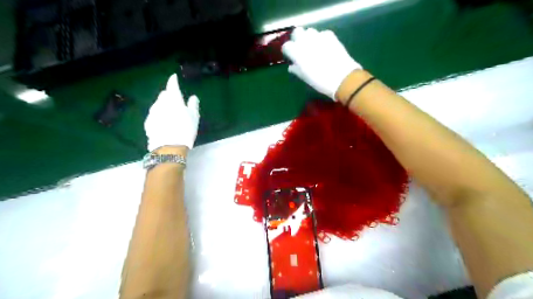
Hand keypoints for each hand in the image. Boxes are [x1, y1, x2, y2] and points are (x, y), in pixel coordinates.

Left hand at [144, 73, 199, 151]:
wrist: (169, 146)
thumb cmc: (185, 129)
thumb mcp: (194, 116)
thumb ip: (193, 104)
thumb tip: (193, 97)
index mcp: (173, 99)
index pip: (172, 85)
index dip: (173, 80)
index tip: (174, 77)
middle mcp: (160, 102)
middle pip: (164, 95)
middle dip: (169, 95)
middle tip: (176, 101)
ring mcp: (152, 112)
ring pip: (158, 104)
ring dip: (164, 106)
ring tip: (171, 114)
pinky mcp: (148, 122)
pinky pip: (154, 114)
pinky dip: (159, 115)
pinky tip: (164, 122)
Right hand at [283, 27, 362, 98]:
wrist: (342, 78)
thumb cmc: (320, 81)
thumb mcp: (305, 78)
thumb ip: (296, 69)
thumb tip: (292, 66)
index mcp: (297, 52)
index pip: (286, 46)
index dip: (288, 51)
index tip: (291, 57)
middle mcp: (306, 41)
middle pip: (297, 32)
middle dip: (297, 38)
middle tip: (300, 48)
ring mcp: (319, 36)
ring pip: (309, 31)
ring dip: (309, 37)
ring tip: (313, 47)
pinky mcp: (330, 36)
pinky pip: (322, 34)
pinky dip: (321, 38)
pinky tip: (324, 47)